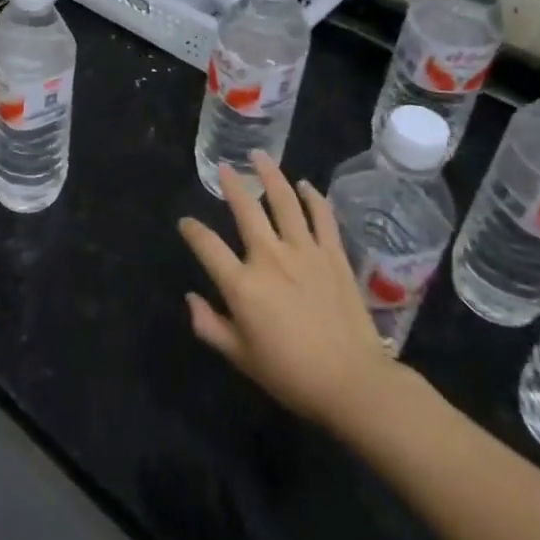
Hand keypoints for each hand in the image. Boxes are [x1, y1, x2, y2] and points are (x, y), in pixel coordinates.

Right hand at [178, 153, 407, 433]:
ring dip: (271, 175)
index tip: (185, 223)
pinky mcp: (334, 256)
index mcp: (242, 285)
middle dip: (231, 185)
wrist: (353, 384)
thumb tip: (191, 299)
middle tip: (224, 167)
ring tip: (260, 156)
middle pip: (246, 210)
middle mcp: (270, 258)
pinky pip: (322, 217)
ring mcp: (305, 252)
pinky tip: (306, 185)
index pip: (207, 246)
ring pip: (284, 201)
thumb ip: (210, 326)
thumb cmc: (292, 374)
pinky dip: (314, 198)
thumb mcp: (241, 358)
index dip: (192, 230)